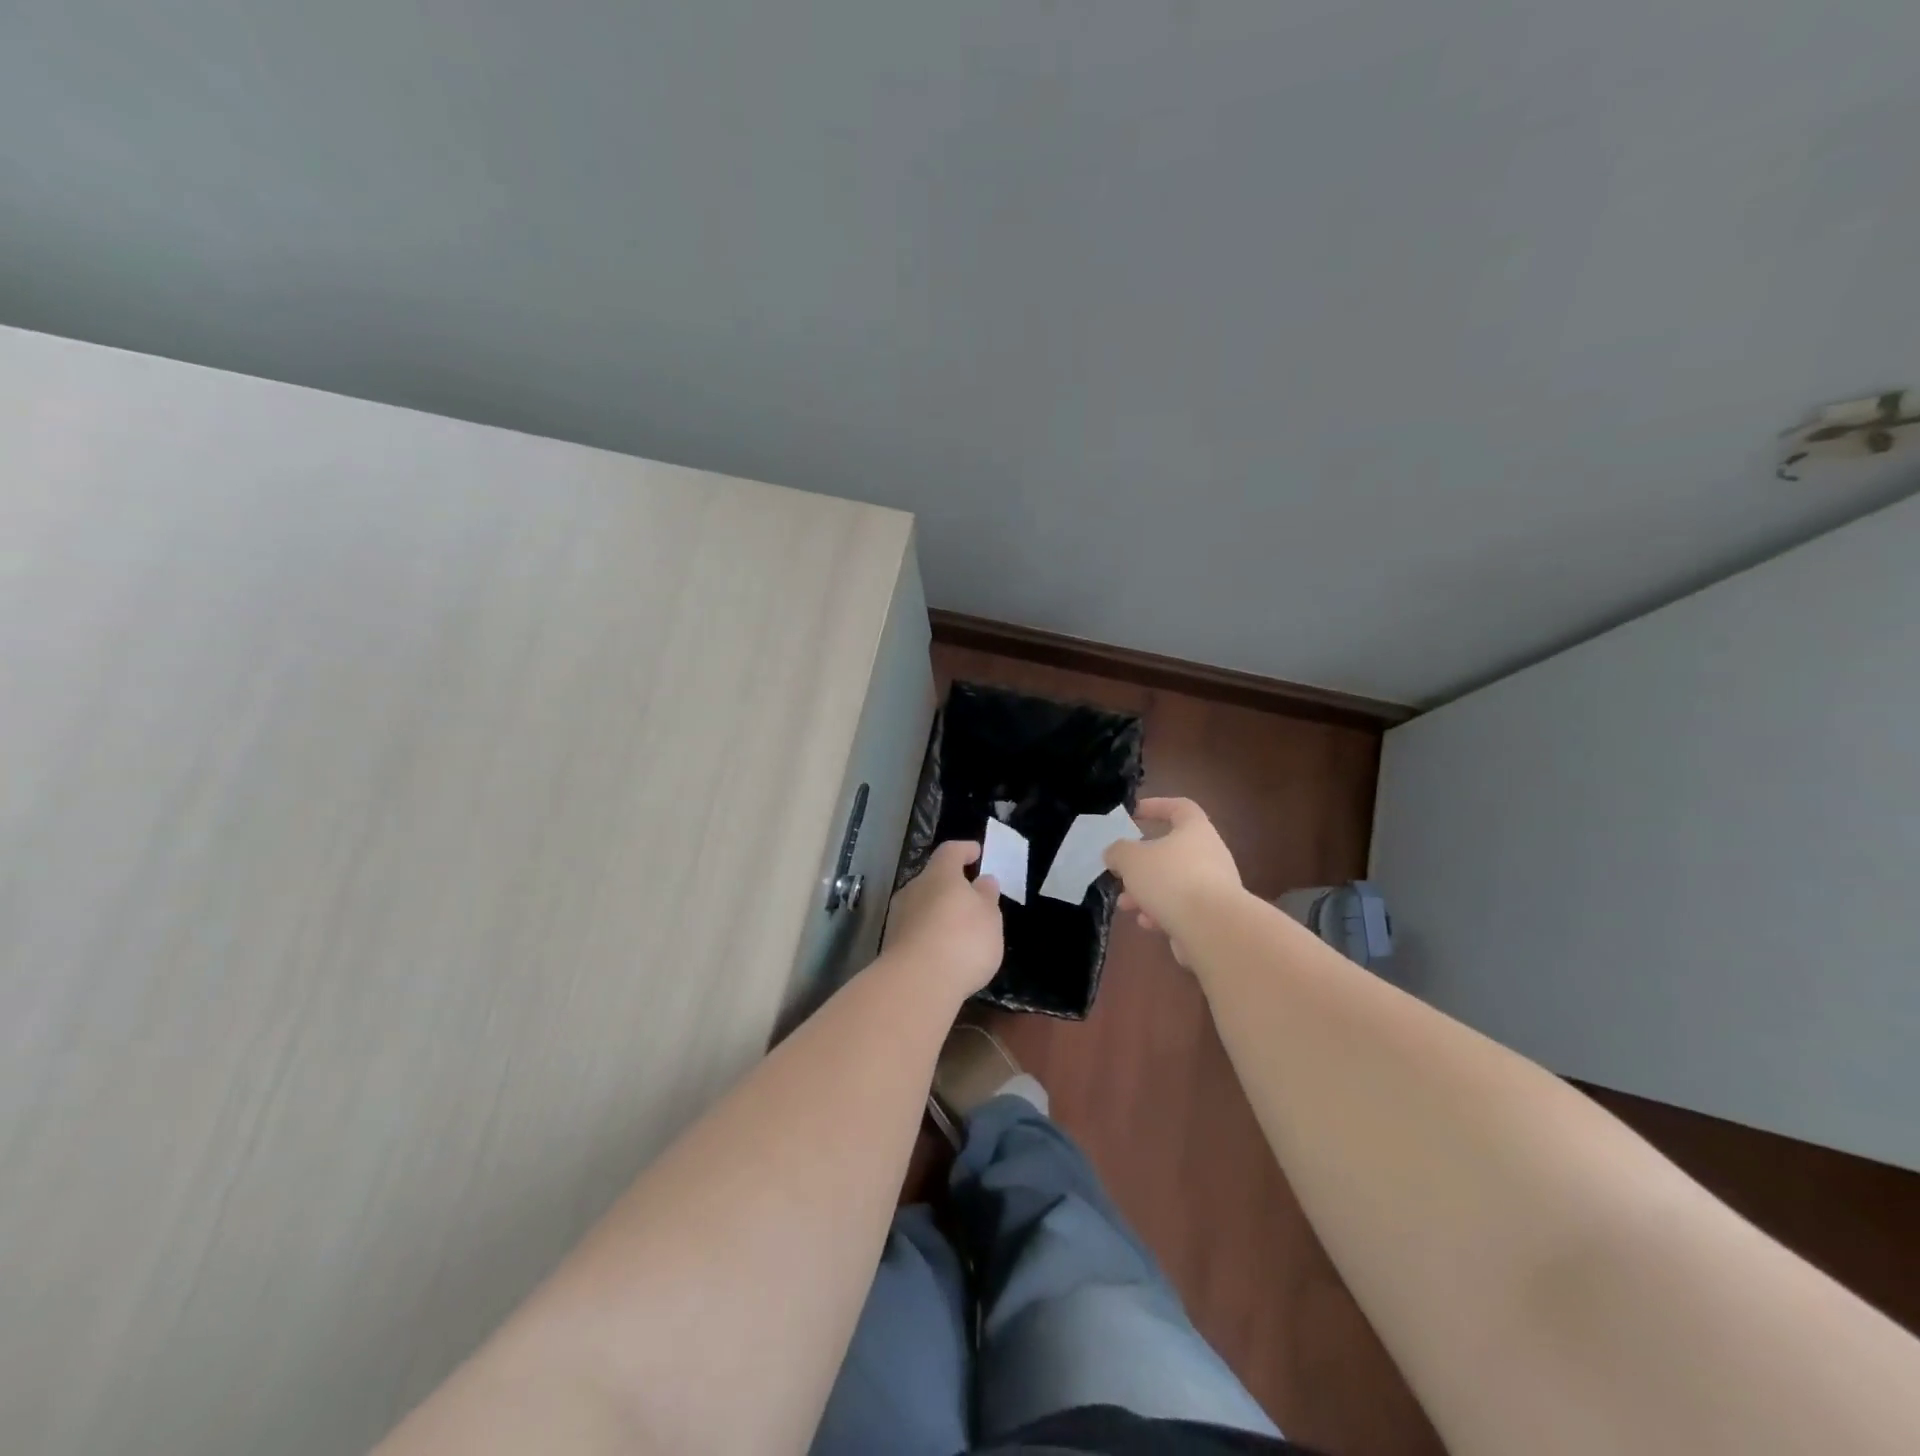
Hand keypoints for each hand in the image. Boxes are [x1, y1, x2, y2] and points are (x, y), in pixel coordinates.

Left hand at [882, 840, 1004, 996]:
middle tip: (971, 898)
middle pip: (933, 879)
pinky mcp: (892, 944)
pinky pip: (916, 930)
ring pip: (922, 905)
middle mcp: (914, 889)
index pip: (951, 851)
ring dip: (939, 912)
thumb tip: (983, 881)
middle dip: (951, 886)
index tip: (977, 852)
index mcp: (940, 874)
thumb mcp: (989, 917)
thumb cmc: (962, 940)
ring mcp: (899, 916)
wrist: (917, 983)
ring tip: (959, 930)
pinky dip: (930, 934)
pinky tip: (943, 951)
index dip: (965, 850)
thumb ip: (987, 897)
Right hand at [1103, 797, 1243, 962]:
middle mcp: (1210, 854)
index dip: (1156, 806)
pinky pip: (1183, 907)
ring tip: (1125, 904)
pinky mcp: (1214, 916)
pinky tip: (1147, 923)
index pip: (1180, 807)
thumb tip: (1114, 853)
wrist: (1213, 929)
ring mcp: (1215, 886)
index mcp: (1195, 830)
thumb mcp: (1132, 859)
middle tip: (1121, 872)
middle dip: (1142, 864)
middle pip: (1172, 851)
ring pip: (1174, 883)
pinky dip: (1162, 912)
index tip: (1134, 814)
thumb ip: (1118, 851)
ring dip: (1147, 892)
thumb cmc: (1171, 880)